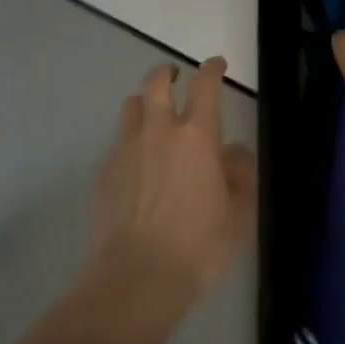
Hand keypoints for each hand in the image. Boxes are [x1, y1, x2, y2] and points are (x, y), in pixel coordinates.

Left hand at [94, 57, 256, 306]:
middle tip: (175, 78)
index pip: (205, 86)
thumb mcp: (239, 214)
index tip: (217, 64)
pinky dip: (128, 141)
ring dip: (143, 103)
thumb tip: (235, 152)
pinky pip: (116, 142)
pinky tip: (135, 163)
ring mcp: (125, 149)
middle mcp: (158, 131)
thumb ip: (241, 174)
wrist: (135, 279)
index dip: (212, 69)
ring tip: (150, 115)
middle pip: (157, 83)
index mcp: (197, 136)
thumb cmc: (198, 245)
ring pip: (130, 106)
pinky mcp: (103, 172)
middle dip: (167, 73)